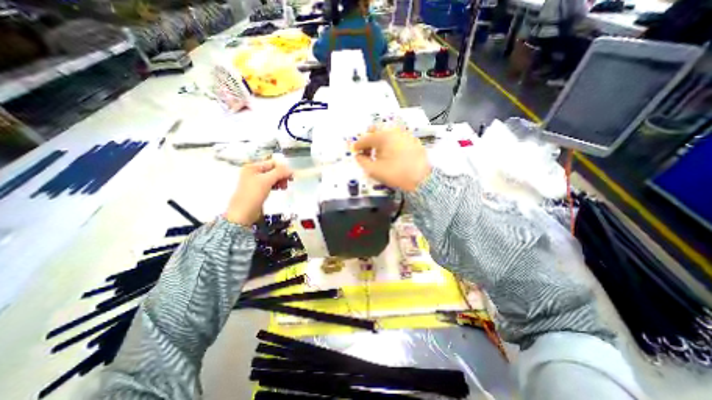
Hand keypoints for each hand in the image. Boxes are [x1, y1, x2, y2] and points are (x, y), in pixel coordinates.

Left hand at [224, 161, 292, 226]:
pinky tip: (280, 189)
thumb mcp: (267, 180)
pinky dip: (276, 185)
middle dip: (282, 175)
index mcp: (253, 167)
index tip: (291, 176)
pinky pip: (270, 184)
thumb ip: (279, 172)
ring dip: (280, 180)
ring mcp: (256, 181)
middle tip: (288, 182)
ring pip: (273, 177)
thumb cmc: (253, 194)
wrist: (243, 213)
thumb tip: (291, 170)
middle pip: (273, 170)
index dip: (283, 168)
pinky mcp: (259, 190)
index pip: (272, 163)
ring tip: (284, 187)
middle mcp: (254, 172)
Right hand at [353, 125, 430, 192]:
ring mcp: (405, 135)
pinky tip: (391, 155)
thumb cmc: (396, 174)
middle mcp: (394, 131)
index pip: (366, 138)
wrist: (422, 179)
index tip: (354, 151)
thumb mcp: (375, 170)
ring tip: (379, 155)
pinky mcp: (412, 141)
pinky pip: (396, 139)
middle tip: (367, 152)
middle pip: (377, 132)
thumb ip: (362, 161)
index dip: (358, 145)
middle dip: (369, 141)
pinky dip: (390, 144)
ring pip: (387, 135)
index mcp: (383, 136)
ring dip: (379, 143)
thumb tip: (358, 156)